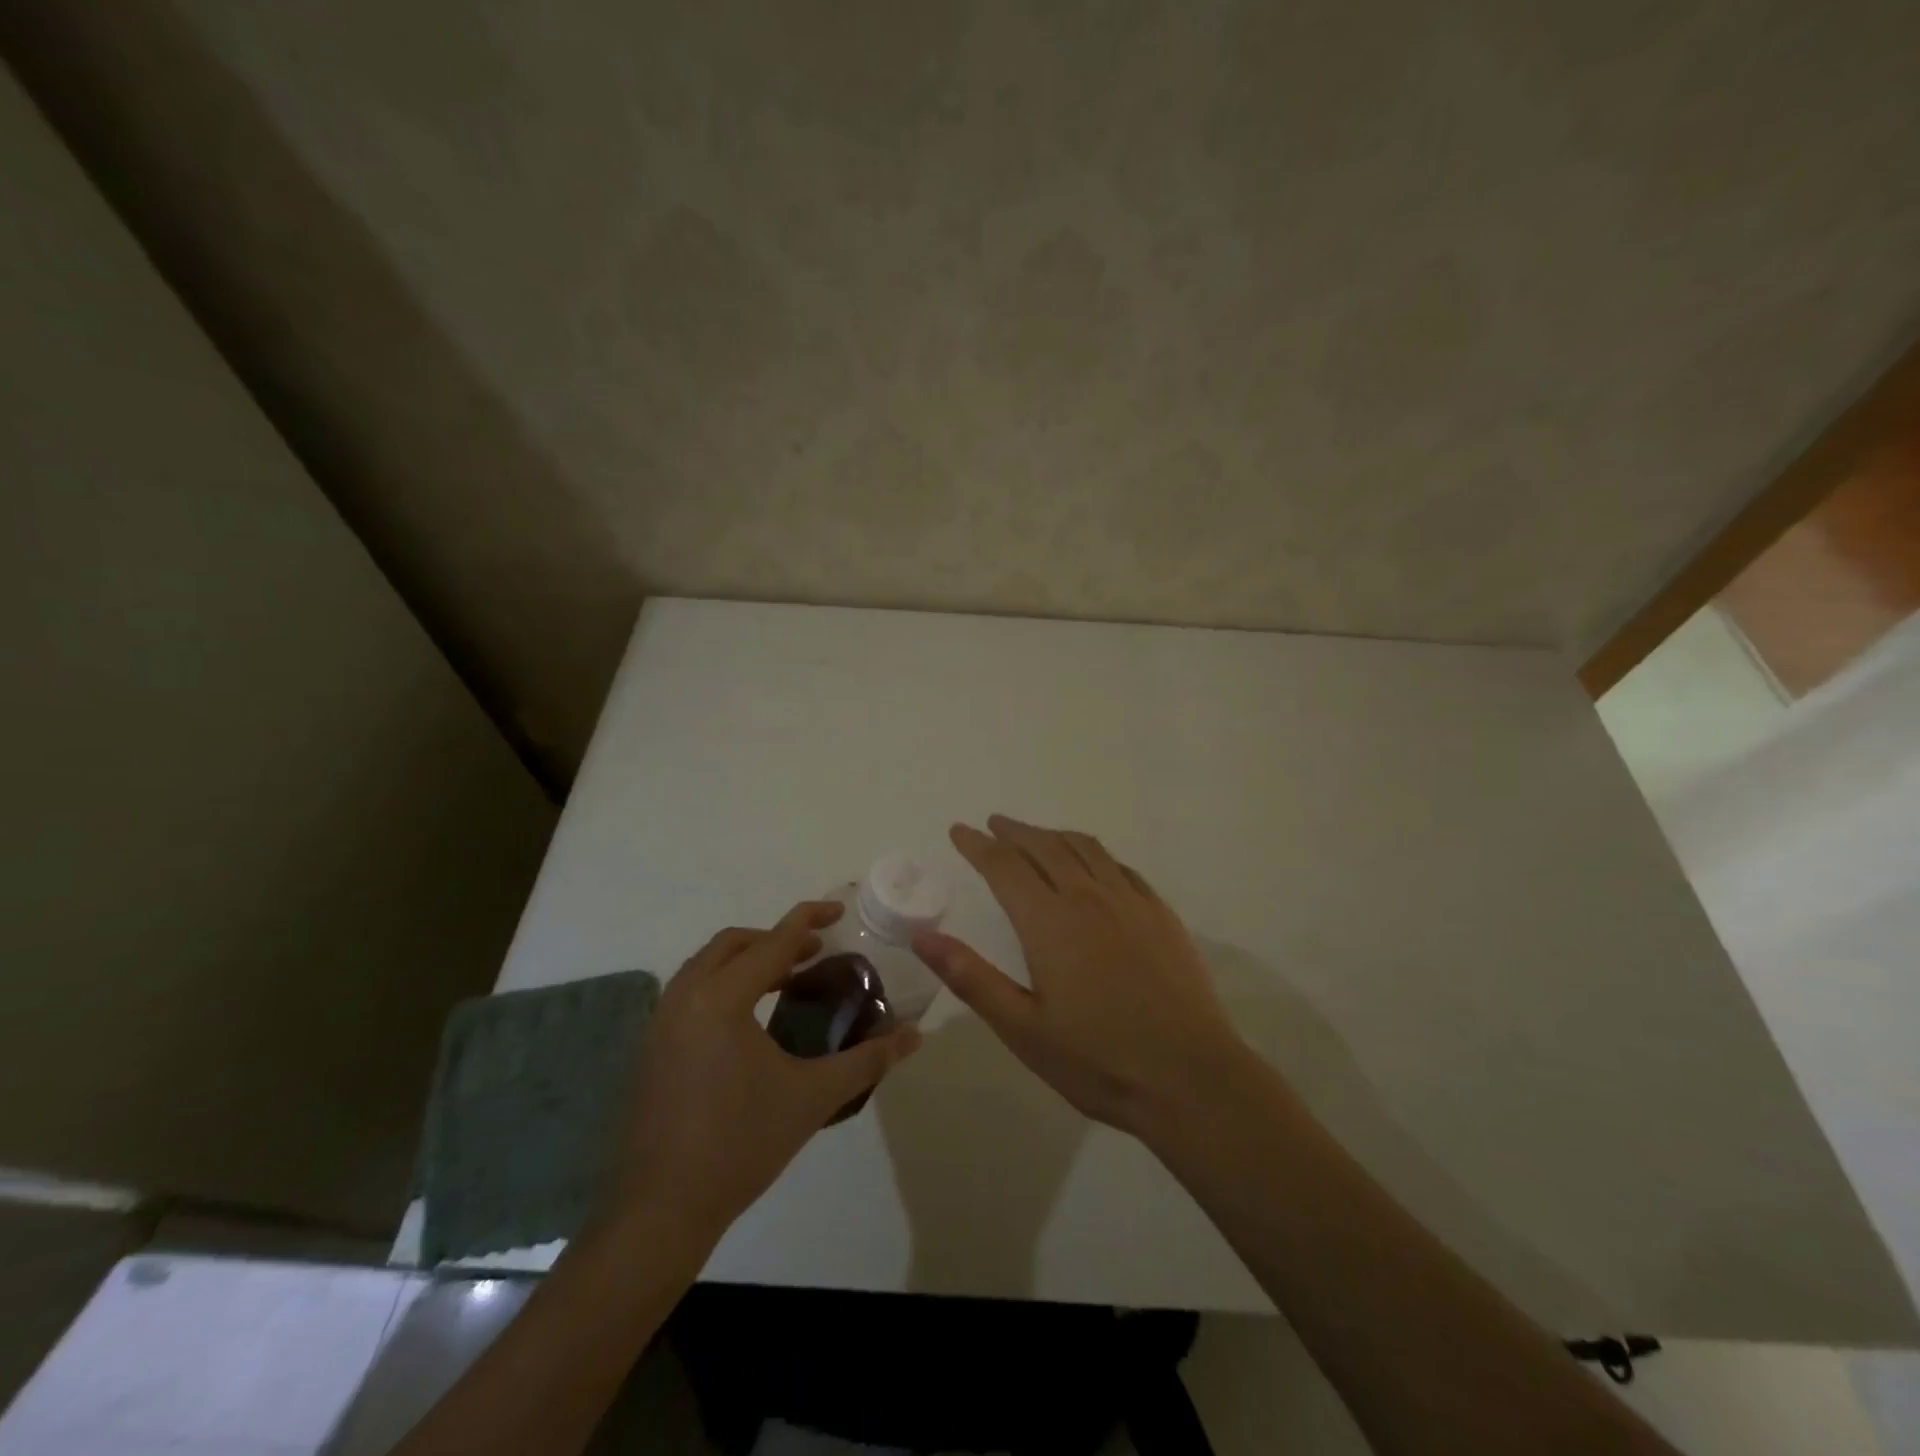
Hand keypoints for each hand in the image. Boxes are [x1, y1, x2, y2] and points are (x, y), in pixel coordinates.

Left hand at [612, 900, 920, 1239]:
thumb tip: (914, 1035)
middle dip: (777, 938)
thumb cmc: (741, 1144)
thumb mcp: (813, 1096)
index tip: (839, 910)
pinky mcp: (654, 1046)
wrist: (662, 1210)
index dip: (808, 920)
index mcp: (722, 999)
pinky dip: (726, 983)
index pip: (773, 942)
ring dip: (749, 959)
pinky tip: (752, 1018)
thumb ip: (867, 1059)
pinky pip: (693, 990)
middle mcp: (686, 997)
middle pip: (734, 943)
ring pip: (708, 964)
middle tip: (816, 952)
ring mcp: (662, 1022)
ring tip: (789, 979)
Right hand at [912, 816, 1246, 1137]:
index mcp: (1050, 922)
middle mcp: (1089, 897)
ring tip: (1036, 835)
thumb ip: (971, 977)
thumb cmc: (1097, 1060)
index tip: (959, 831)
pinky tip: (1094, 865)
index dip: (978, 845)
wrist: (1191, 1078)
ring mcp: (1131, 902)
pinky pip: (1121, 867)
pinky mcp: (1161, 915)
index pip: (1004, 866)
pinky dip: (1095, 854)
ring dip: (1054, 835)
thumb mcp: (1022, 1028)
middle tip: (994, 824)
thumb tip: (923, 937)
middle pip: (1045, 847)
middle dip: (1014, 832)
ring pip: (1085, 849)